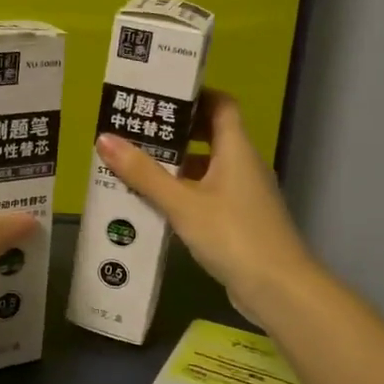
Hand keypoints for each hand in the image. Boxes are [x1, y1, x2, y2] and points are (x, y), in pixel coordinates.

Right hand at [97, 90, 316, 322]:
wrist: (279, 290)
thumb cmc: (233, 235)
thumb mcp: (182, 203)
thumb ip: (144, 173)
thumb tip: (104, 138)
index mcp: (236, 149)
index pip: (221, 104)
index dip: (194, 94)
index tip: (159, 93)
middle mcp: (243, 165)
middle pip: (211, 133)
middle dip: (175, 129)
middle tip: (136, 126)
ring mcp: (243, 194)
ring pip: (206, 166)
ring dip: (175, 163)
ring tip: (135, 161)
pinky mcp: (239, 220)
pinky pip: (207, 193)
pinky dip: (183, 191)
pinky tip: (154, 201)